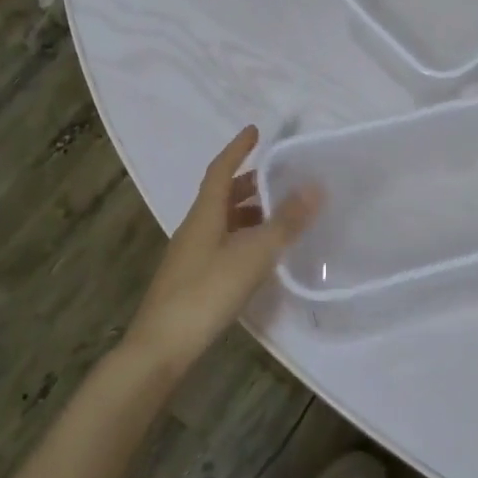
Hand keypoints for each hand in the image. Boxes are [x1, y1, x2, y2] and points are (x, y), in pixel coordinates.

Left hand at [127, 126, 319, 374]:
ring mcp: (191, 255)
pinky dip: (244, 237)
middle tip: (280, 179)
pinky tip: (261, 254)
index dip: (237, 149)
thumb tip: (314, 187)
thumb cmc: (207, 292)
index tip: (255, 131)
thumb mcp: (253, 254)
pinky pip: (223, 243)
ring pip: (223, 221)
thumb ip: (285, 222)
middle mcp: (195, 228)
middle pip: (222, 195)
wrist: (163, 346)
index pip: (221, 170)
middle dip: (250, 183)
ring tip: (280, 216)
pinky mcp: (193, 279)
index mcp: (204, 214)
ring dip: (249, 212)